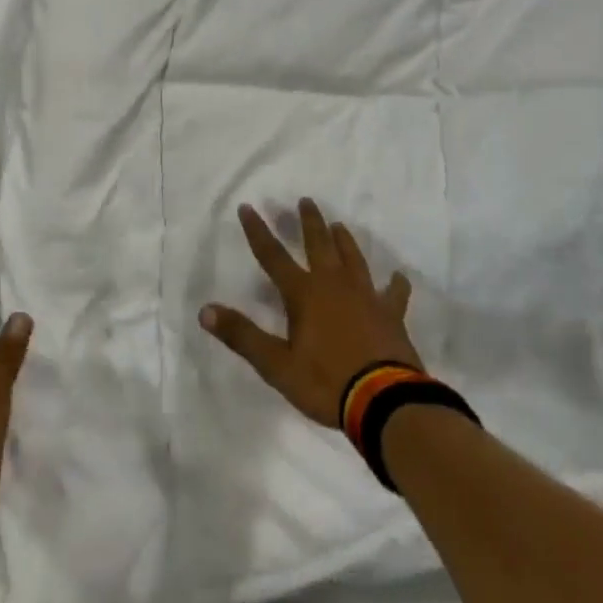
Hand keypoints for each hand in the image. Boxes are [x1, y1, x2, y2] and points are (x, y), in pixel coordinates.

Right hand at [199, 199, 419, 426]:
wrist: (385, 401)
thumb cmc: (326, 382)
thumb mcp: (276, 365)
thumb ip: (242, 336)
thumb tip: (205, 310)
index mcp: (304, 294)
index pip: (273, 256)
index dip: (257, 232)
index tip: (248, 207)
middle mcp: (334, 285)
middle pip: (319, 245)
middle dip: (309, 222)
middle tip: (306, 200)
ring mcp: (366, 297)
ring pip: (353, 259)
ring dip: (344, 242)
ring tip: (338, 225)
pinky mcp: (391, 314)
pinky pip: (394, 294)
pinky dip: (395, 284)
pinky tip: (398, 277)